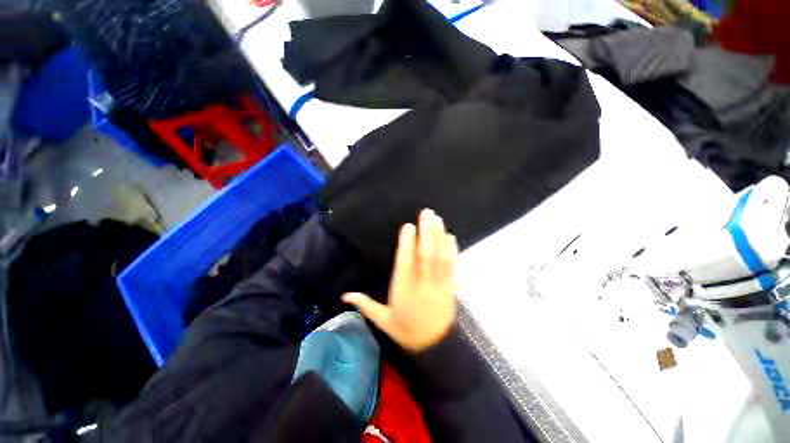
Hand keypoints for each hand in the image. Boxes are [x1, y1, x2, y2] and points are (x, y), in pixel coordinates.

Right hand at [343, 209, 457, 351]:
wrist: (434, 347)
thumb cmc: (406, 331)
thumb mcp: (383, 321)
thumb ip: (365, 305)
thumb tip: (344, 295)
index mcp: (404, 291)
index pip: (405, 263)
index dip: (407, 244)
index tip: (408, 226)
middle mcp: (422, 284)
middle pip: (425, 255)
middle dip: (426, 233)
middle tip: (426, 213)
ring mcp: (439, 285)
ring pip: (439, 258)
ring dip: (439, 236)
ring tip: (437, 219)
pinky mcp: (450, 287)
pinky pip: (452, 266)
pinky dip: (452, 250)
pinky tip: (450, 236)